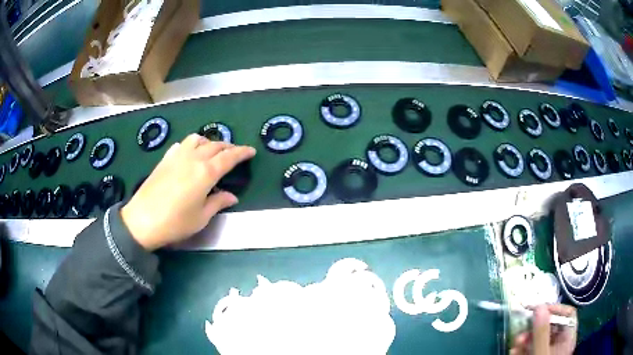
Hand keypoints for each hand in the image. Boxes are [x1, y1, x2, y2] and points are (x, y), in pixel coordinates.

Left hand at [121, 134, 255, 250]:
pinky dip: (192, 145)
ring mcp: (177, 156)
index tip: (251, 151)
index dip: (242, 152)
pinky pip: (183, 144)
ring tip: (213, 152)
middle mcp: (193, 158)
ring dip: (209, 142)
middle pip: (215, 145)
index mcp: (206, 172)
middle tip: (236, 154)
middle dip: (229, 147)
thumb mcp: (201, 217)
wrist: (142, 220)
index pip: (229, 157)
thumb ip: (218, 202)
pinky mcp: (165, 158)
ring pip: (198, 139)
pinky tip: (190, 155)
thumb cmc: (175, 222)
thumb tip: (232, 196)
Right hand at [511, 304, 576, 354]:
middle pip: (551, 326)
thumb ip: (542, 332)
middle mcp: (560, 343)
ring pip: (539, 339)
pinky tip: (513, 352)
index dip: (555, 308)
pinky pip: (531, 349)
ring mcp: (549, 352)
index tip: (538, 309)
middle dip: (534, 328)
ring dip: (525, 339)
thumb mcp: (541, 353)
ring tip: (515, 345)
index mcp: (568, 338)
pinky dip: (522, 349)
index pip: (568, 314)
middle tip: (521, 331)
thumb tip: (539, 306)